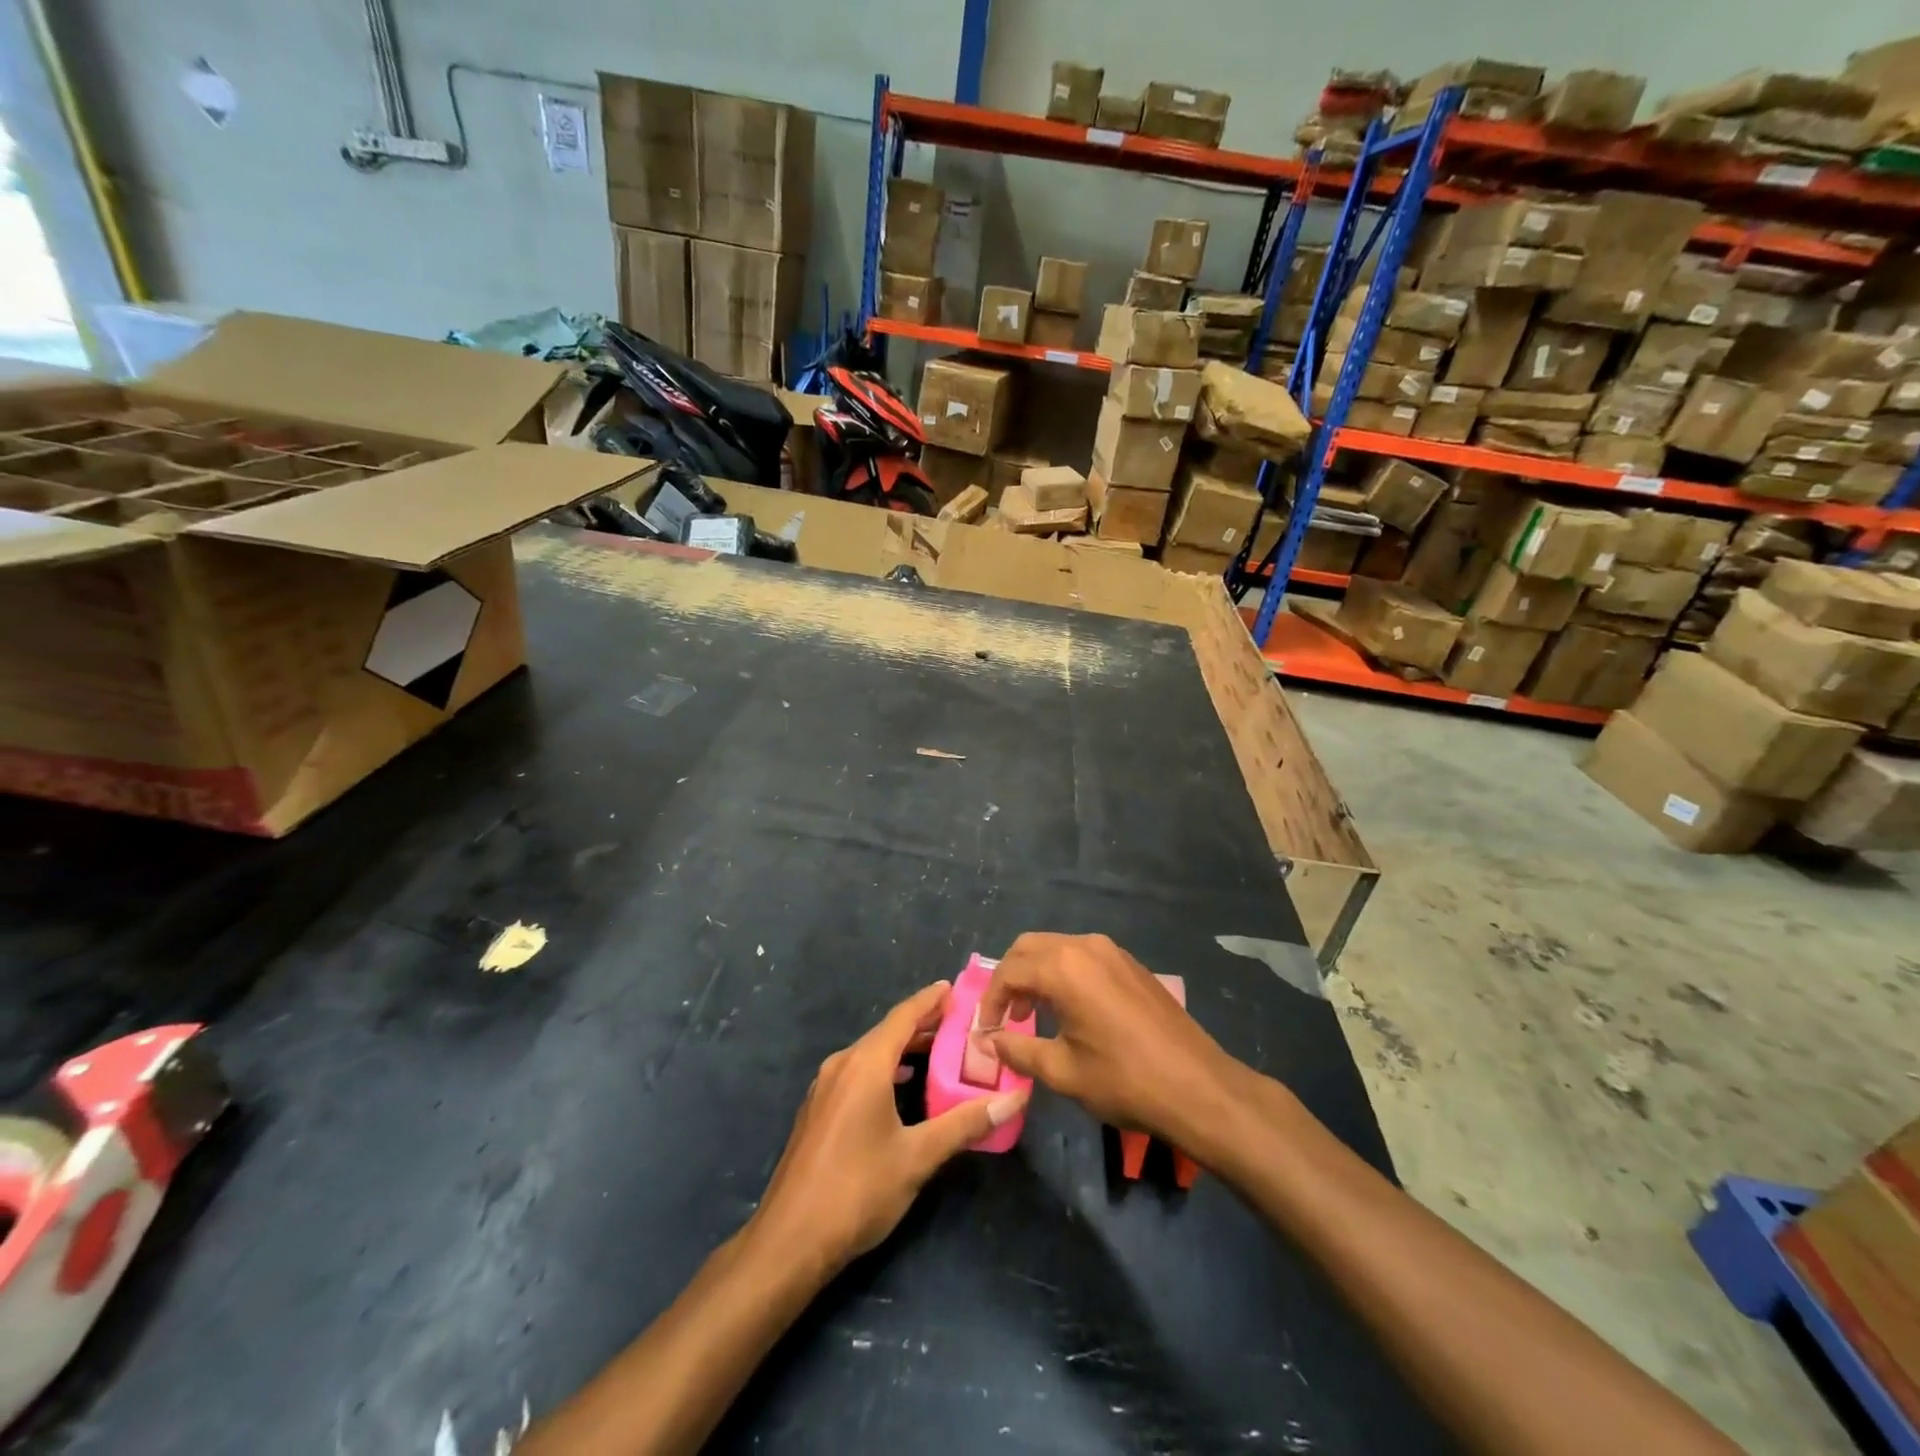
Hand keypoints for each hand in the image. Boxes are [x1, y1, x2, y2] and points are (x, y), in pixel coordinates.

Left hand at [751, 981, 1028, 1276]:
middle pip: (887, 1032)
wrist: (789, 1241)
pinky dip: (885, 1068)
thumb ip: (964, 1124)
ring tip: (940, 1051)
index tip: (955, 987)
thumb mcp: (917, 1157)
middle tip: (961, 1022)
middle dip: (923, 1024)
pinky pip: (858, 1072)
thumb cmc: (857, 1191)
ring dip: (904, 1048)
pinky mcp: (818, 1110)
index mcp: (865, 1065)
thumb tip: (1012, 1099)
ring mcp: (825, 1088)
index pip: (903, 1017)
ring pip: (871, 1053)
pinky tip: (902, 1086)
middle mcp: (842, 1065)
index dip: (930, 1000)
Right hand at [978, 933, 1246, 1154]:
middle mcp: (1085, 947)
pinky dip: (1063, 974)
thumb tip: (989, 1042)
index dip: (990, 1001)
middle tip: (1006, 1017)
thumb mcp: (1063, 1071)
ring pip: (1057, 948)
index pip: (1009, 971)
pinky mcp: (1131, 964)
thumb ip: (1018, 1050)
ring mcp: (1112, 952)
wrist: (1198, 1087)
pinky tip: (1069, 1010)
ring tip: (1033, 1015)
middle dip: (1010, 978)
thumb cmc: (1124, 1080)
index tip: (986, 1032)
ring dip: (1036, 974)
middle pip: (1029, 947)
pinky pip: (1083, 956)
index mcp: (1063, 968)